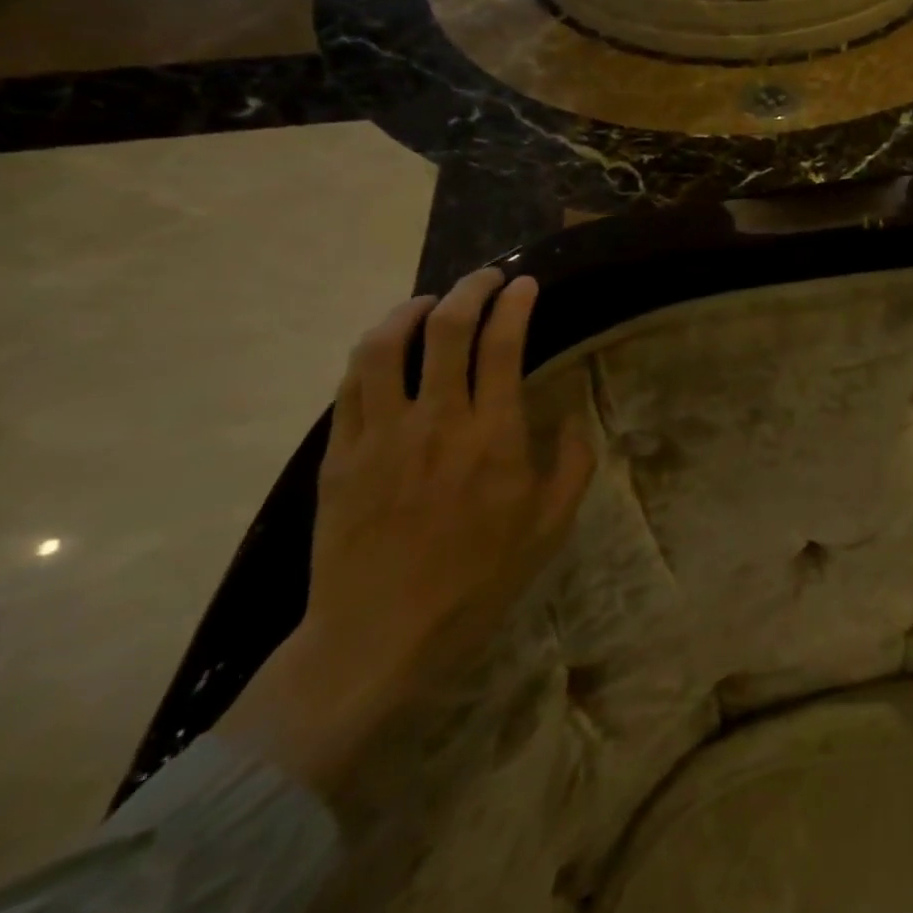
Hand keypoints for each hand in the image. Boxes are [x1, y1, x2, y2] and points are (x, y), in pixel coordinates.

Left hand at [219, 268, 591, 796]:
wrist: (380, 635)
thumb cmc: (479, 578)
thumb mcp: (552, 524)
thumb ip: (573, 463)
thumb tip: (572, 417)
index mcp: (494, 437)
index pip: (503, 346)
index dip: (516, 304)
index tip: (526, 285)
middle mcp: (436, 423)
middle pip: (445, 330)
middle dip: (469, 290)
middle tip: (485, 278)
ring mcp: (379, 436)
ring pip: (383, 347)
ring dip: (409, 311)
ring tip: (429, 302)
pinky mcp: (339, 456)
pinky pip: (349, 387)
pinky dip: (371, 354)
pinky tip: (386, 350)